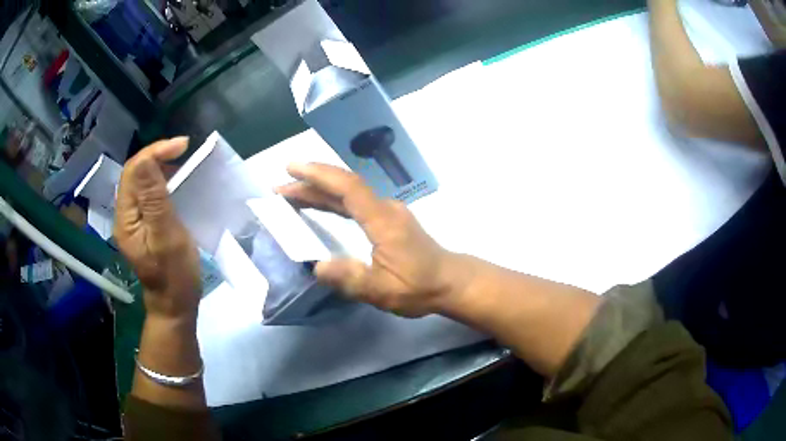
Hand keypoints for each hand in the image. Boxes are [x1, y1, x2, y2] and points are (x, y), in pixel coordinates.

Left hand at [115, 138, 200, 318]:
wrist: (175, 305)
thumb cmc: (174, 276)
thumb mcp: (166, 237)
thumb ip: (154, 200)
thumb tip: (146, 160)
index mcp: (126, 219)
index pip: (132, 172)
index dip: (154, 153)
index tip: (182, 145)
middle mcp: (124, 216)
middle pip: (134, 174)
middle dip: (156, 155)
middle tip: (183, 149)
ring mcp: (133, 220)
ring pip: (140, 181)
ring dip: (159, 165)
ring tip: (181, 160)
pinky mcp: (142, 223)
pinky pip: (147, 193)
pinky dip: (161, 179)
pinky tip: (174, 180)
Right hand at [277, 163, 461, 317]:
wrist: (449, 281)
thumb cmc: (419, 286)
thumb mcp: (383, 291)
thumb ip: (351, 279)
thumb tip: (317, 268)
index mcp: (382, 220)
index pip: (347, 188)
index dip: (318, 175)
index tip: (291, 170)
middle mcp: (384, 208)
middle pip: (343, 187)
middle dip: (310, 183)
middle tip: (279, 187)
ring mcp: (387, 211)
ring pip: (348, 194)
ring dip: (319, 191)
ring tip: (291, 194)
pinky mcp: (387, 219)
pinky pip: (354, 203)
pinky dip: (332, 201)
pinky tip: (320, 205)